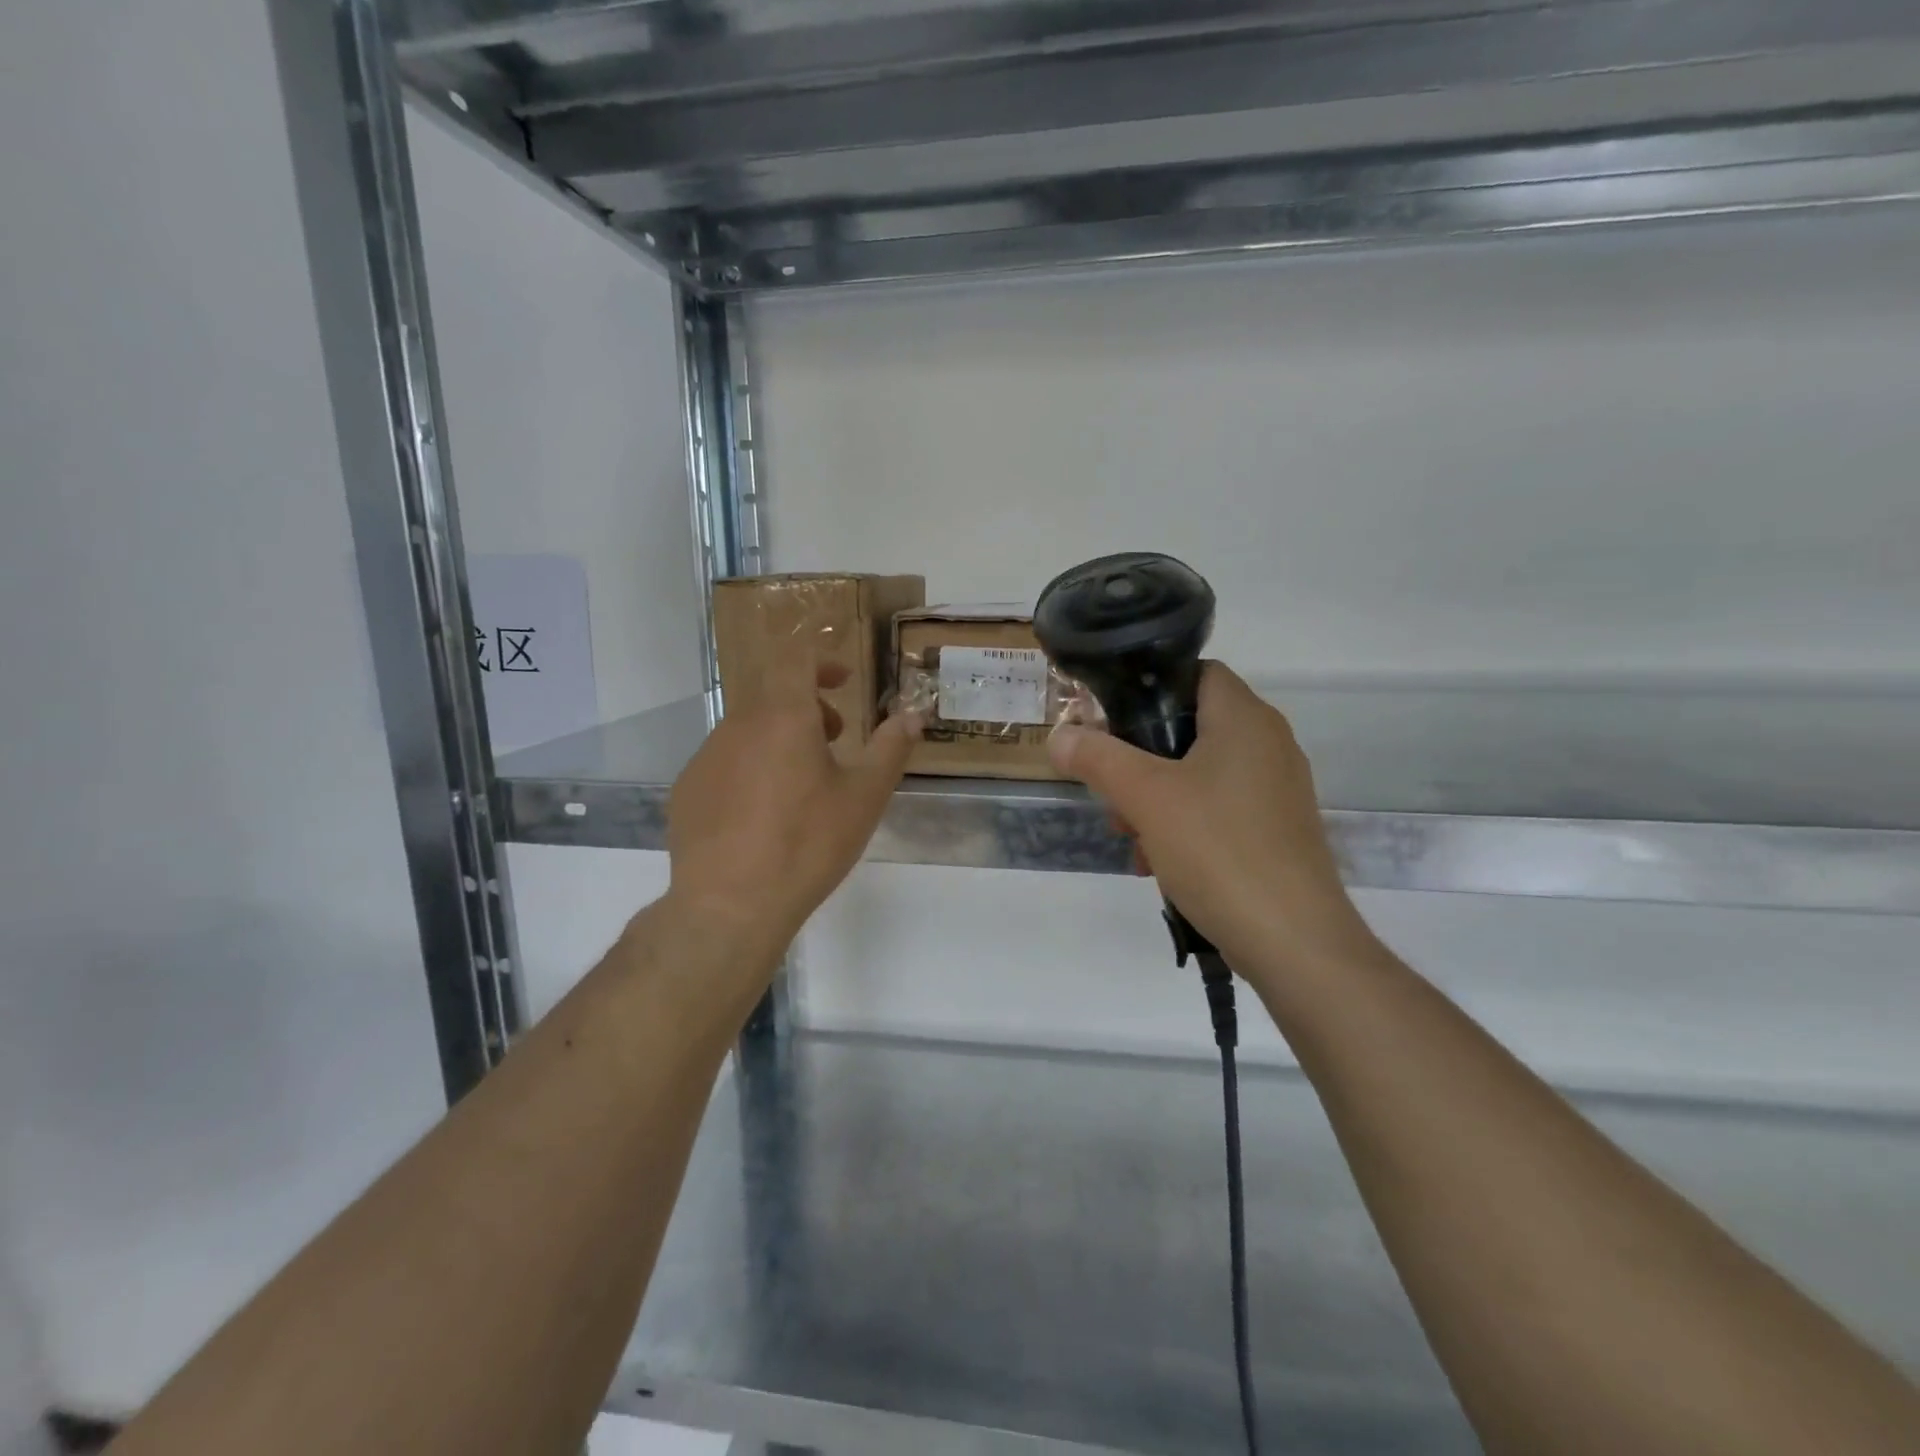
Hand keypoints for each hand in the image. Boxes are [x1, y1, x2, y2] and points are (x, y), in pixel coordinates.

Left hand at [667, 645, 919, 958]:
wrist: (730, 904)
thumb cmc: (808, 843)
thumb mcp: (864, 797)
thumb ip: (891, 748)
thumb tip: (913, 715)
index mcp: (784, 717)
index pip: (795, 660)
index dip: (822, 662)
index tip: (843, 682)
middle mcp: (737, 726)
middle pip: (773, 696)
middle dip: (807, 707)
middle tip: (834, 741)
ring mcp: (705, 758)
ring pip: (748, 730)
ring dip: (779, 739)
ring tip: (801, 785)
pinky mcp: (687, 791)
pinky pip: (725, 763)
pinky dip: (750, 769)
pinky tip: (762, 816)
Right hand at [1048, 662, 1376, 983]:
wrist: (1294, 942)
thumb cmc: (1218, 850)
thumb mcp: (1145, 797)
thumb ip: (1097, 758)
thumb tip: (1058, 735)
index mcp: (1245, 718)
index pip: (1195, 672)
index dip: (1149, 688)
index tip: (1110, 722)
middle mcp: (1268, 744)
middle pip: (1190, 727)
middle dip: (1141, 759)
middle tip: (1113, 794)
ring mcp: (1276, 790)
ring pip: (1199, 774)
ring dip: (1156, 799)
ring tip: (1133, 838)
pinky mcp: (1277, 831)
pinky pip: (1218, 810)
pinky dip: (1184, 826)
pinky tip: (1160, 864)